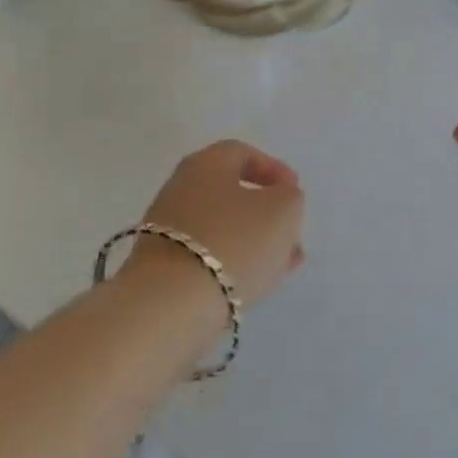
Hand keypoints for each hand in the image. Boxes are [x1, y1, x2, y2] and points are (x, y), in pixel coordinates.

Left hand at [129, 140, 306, 307]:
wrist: (171, 304)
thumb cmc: (233, 242)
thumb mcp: (282, 211)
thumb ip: (289, 198)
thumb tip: (279, 199)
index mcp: (205, 164)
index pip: (241, 152)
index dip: (272, 168)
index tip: (295, 190)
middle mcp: (180, 188)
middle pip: (230, 192)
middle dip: (266, 212)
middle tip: (291, 231)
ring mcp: (167, 229)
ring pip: (222, 227)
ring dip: (254, 241)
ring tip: (283, 264)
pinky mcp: (163, 266)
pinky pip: (207, 255)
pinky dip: (233, 262)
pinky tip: (256, 282)